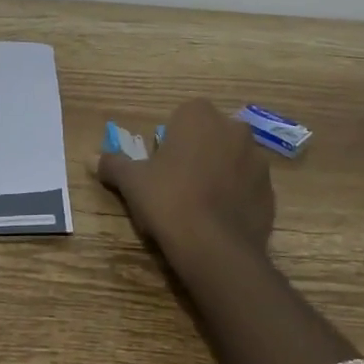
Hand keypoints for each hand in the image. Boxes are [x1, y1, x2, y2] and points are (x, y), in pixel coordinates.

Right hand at [97, 99, 274, 265]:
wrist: (215, 248)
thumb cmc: (169, 200)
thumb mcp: (133, 182)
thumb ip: (114, 164)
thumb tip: (92, 158)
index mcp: (199, 115)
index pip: (183, 116)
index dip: (170, 139)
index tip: (160, 165)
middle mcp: (233, 128)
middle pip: (210, 135)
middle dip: (198, 152)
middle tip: (177, 184)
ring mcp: (257, 159)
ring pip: (232, 159)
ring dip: (220, 173)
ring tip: (200, 205)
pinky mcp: (270, 191)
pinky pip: (248, 187)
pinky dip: (236, 197)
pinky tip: (219, 220)